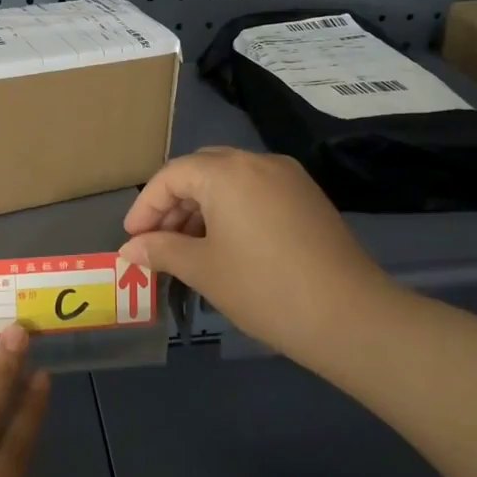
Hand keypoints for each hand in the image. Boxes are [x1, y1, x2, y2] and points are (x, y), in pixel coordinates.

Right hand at [118, 146, 392, 362]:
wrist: (349, 315)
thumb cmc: (263, 288)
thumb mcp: (203, 269)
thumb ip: (161, 251)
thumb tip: (128, 250)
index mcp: (227, 172)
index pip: (172, 176)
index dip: (146, 206)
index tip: (133, 239)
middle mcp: (257, 161)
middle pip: (201, 170)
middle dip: (173, 203)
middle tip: (158, 241)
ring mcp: (288, 177)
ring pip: (230, 180)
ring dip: (202, 207)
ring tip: (188, 248)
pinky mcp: (307, 197)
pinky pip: (256, 190)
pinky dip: (232, 209)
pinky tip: (226, 244)